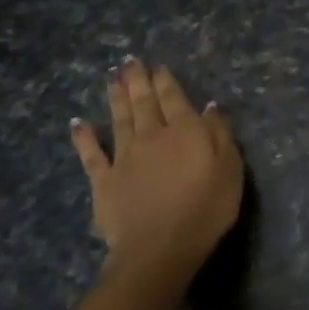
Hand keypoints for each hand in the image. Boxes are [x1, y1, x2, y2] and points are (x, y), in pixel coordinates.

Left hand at [70, 58, 242, 284]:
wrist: (160, 248)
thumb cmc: (206, 208)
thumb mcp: (230, 169)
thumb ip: (221, 135)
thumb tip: (211, 107)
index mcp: (185, 132)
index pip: (174, 98)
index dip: (166, 80)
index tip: (158, 65)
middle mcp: (152, 136)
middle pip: (144, 103)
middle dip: (138, 80)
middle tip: (130, 61)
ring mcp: (124, 158)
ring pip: (119, 120)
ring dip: (116, 98)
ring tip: (113, 79)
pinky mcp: (103, 181)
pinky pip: (91, 155)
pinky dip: (84, 137)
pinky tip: (78, 123)